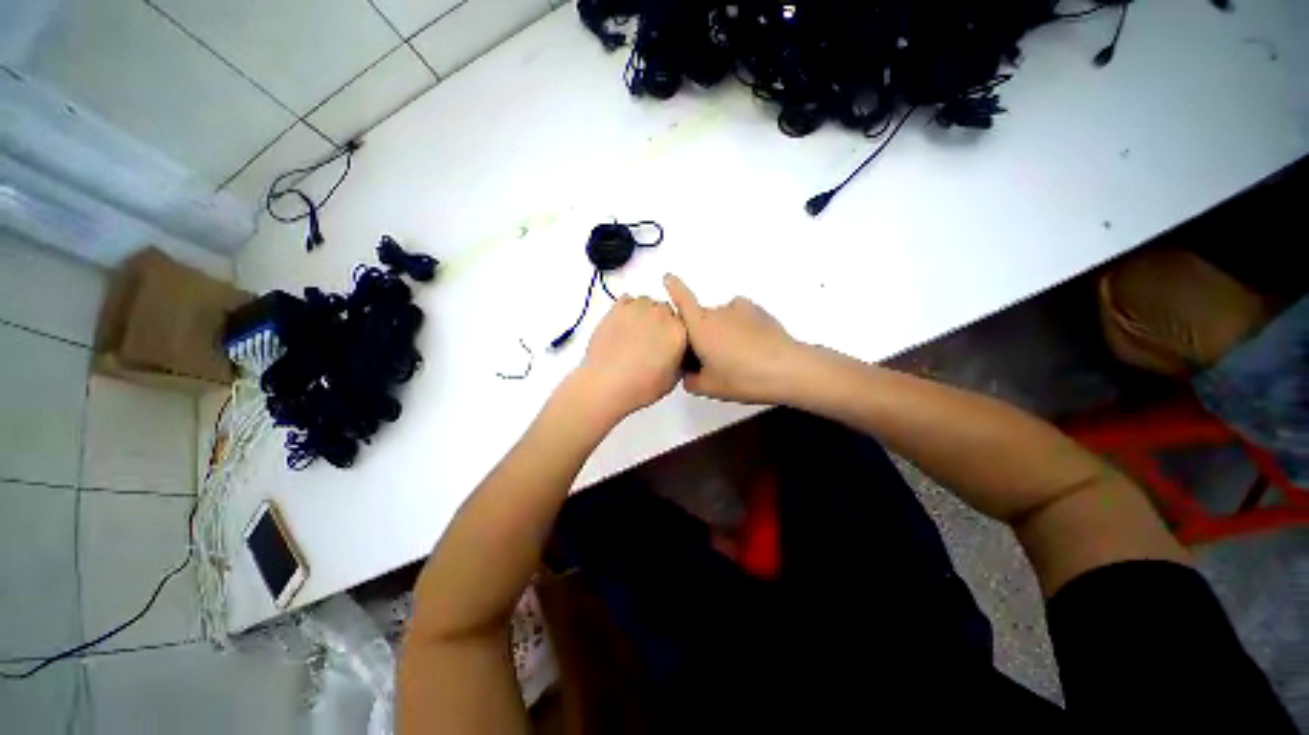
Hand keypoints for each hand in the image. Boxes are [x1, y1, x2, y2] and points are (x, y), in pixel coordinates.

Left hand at [572, 295, 687, 420]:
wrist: (607, 384)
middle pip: (666, 310)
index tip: (668, 342)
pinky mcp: (617, 308)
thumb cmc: (639, 386)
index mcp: (679, 332)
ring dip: (644, 314)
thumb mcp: (672, 379)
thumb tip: (676, 353)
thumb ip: (680, 359)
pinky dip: (627, 309)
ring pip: (646, 303)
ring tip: (634, 334)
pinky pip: (627, 300)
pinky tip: (623, 326)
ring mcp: (639, 309)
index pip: (684, 323)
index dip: (675, 333)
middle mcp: (661, 315)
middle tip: (650, 341)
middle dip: (660, 323)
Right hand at [664, 274, 805, 404]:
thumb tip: (689, 374)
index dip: (674, 287)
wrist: (787, 369)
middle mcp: (717, 312)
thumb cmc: (742, 378)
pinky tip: (751, 344)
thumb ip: (690, 380)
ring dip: (721, 331)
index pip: (682, 301)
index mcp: (700, 327)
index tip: (668, 277)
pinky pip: (739, 316)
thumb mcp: (709, 388)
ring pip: (721, 318)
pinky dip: (739, 326)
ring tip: (736, 356)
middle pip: (701, 318)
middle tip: (711, 361)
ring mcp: (740, 309)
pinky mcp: (759, 311)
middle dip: (701, 334)